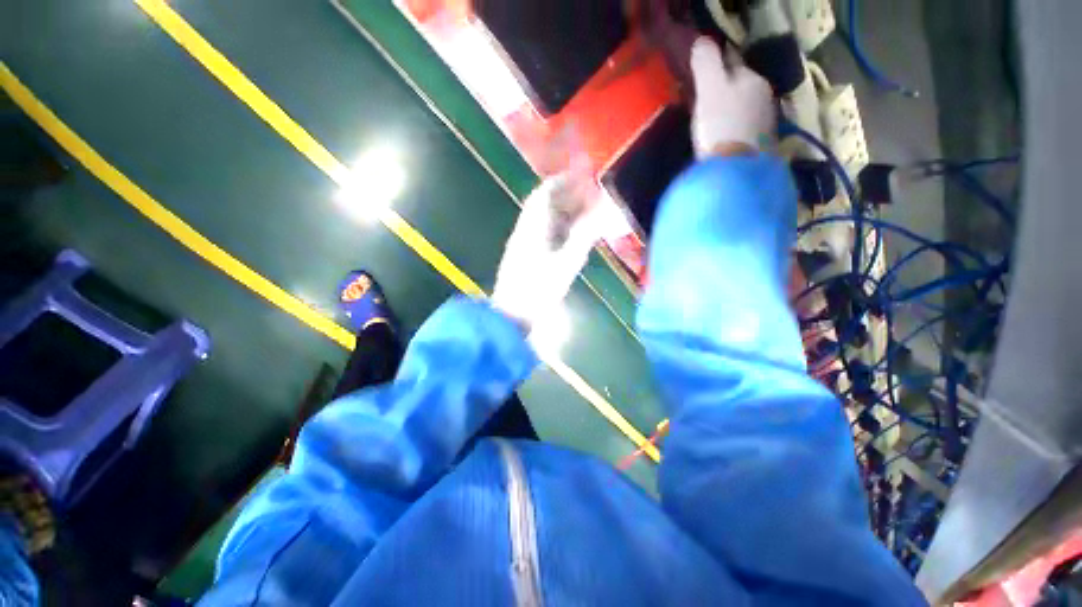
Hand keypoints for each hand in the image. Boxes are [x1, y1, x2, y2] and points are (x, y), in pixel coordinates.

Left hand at [491, 175, 600, 330]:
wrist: (512, 316)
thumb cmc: (538, 291)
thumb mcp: (566, 264)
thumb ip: (583, 236)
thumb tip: (601, 211)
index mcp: (533, 227)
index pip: (545, 193)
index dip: (563, 180)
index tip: (582, 176)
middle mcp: (525, 231)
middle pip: (544, 205)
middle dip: (567, 196)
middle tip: (589, 195)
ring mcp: (522, 244)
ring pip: (544, 221)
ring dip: (563, 213)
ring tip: (585, 213)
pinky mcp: (524, 257)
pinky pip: (542, 234)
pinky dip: (558, 229)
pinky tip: (570, 236)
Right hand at [690, 37, 774, 157]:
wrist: (734, 171)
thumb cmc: (721, 126)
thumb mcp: (709, 90)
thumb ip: (706, 63)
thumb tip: (702, 42)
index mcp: (753, 79)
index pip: (732, 64)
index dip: (715, 67)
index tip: (700, 76)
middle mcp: (765, 97)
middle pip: (740, 88)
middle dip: (724, 91)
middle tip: (702, 103)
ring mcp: (766, 124)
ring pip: (744, 109)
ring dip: (730, 113)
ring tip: (711, 124)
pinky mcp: (761, 147)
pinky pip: (744, 131)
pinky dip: (734, 131)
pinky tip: (722, 141)